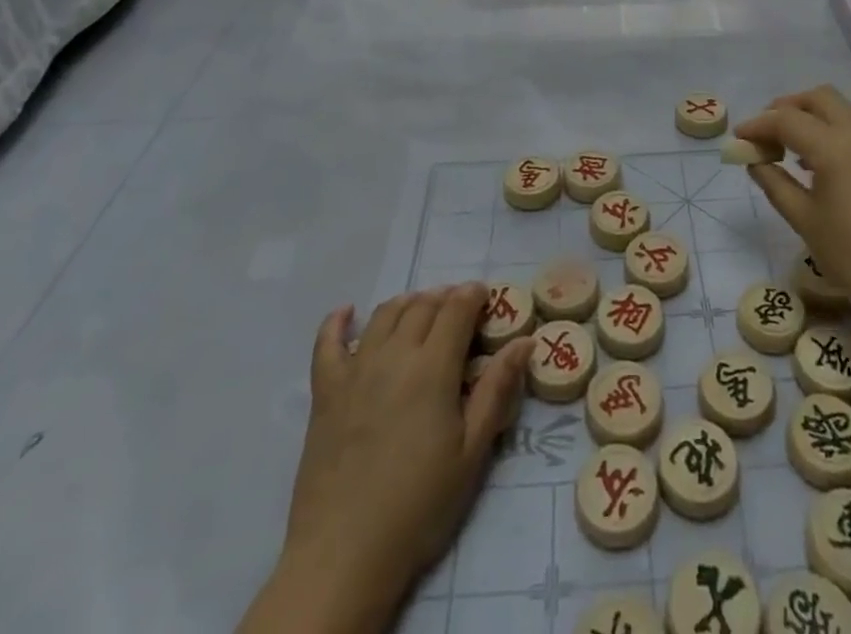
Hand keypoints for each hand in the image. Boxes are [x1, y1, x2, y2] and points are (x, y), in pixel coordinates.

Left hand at [265, 285, 529, 632]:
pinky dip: (337, 322)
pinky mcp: (325, 391)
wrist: (344, 554)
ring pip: (385, 314)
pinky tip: (347, 312)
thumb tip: (525, 340)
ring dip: (408, 302)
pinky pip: (328, 343)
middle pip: (422, 305)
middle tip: (460, 308)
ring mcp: (355, 369)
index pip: (457, 309)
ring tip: (421, 309)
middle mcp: (394, 354)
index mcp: (433, 366)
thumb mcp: (472, 452)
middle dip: (445, 297)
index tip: (486, 297)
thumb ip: (497, 389)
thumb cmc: (419, 505)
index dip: (474, 295)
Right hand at [737, 86, 850, 340]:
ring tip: (790, 147)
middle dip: (788, 107)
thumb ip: (774, 182)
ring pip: (842, 110)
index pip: (788, 120)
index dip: (759, 125)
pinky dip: (834, 133)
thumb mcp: (803, 219)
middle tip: (767, 132)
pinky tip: (821, 164)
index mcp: (836, 148)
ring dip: (813, 118)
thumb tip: (754, 160)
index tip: (739, 137)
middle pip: (819, 98)